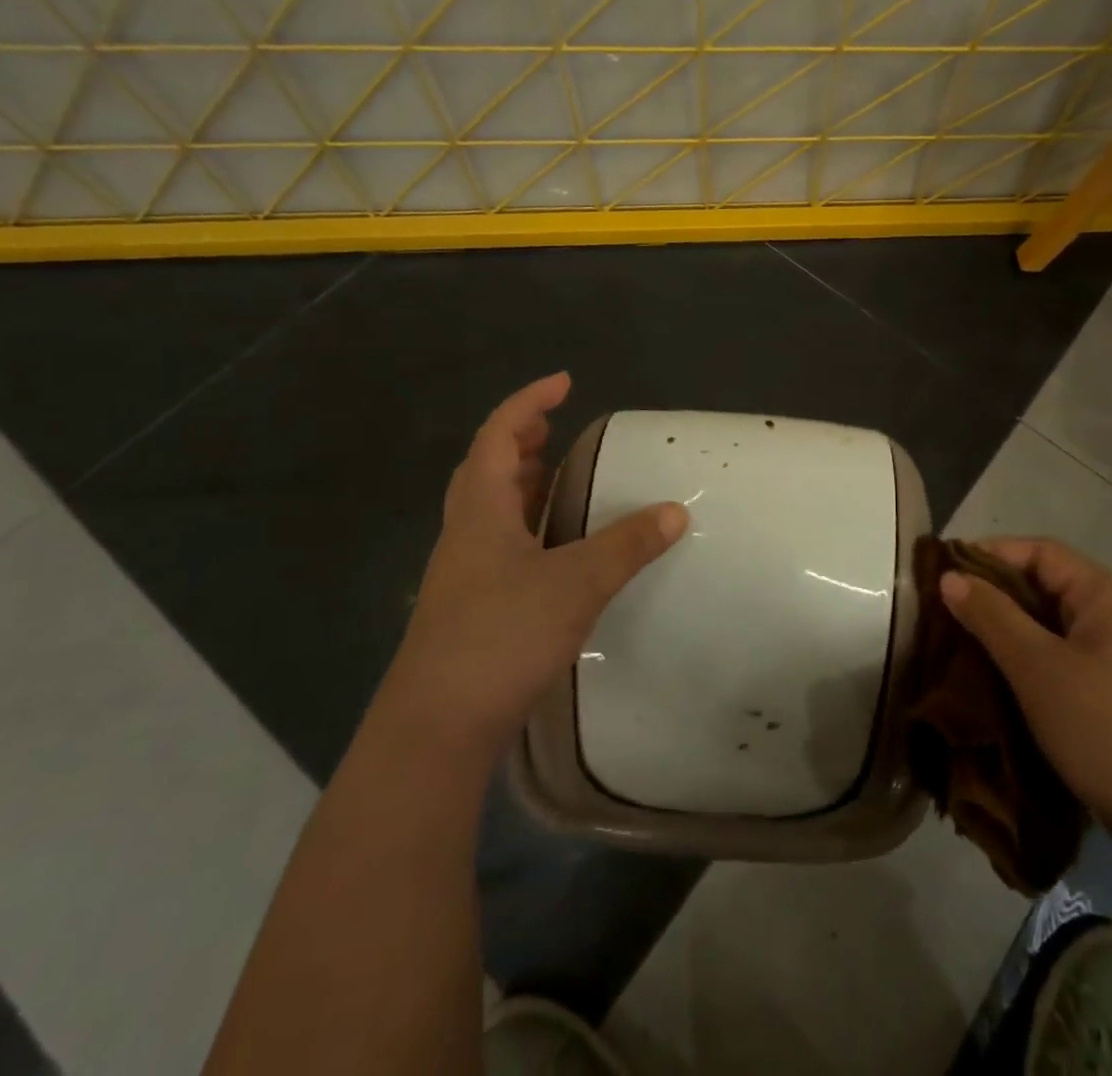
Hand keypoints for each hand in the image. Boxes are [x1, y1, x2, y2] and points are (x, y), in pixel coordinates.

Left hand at [393, 373, 687, 760]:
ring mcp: (463, 573)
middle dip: (521, 440)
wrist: (437, 728)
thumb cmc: (501, 635)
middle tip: (558, 430)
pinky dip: (526, 526)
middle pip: (487, 468)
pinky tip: (553, 549)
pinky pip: (499, 544)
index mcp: (481, 509)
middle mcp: (465, 533)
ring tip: (558, 477)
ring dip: (521, 483)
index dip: (529, 402)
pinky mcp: (470, 607)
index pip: (499, 434)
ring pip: (490, 509)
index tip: (564, 384)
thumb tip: (674, 511)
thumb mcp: (576, 583)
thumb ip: (627, 544)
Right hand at [942, 537, 1111, 838]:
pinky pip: (1062, 658)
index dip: (991, 554)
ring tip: (960, 642)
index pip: (1041, 552)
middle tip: (945, 610)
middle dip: (994, 594)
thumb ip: (991, 616)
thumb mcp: (1038, 667)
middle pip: (1046, 585)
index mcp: (1107, 597)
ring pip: (1051, 626)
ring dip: (1007, 630)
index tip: (945, 573)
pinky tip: (997, 677)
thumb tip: (949, 576)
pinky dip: (1027, 659)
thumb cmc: (1106, 729)